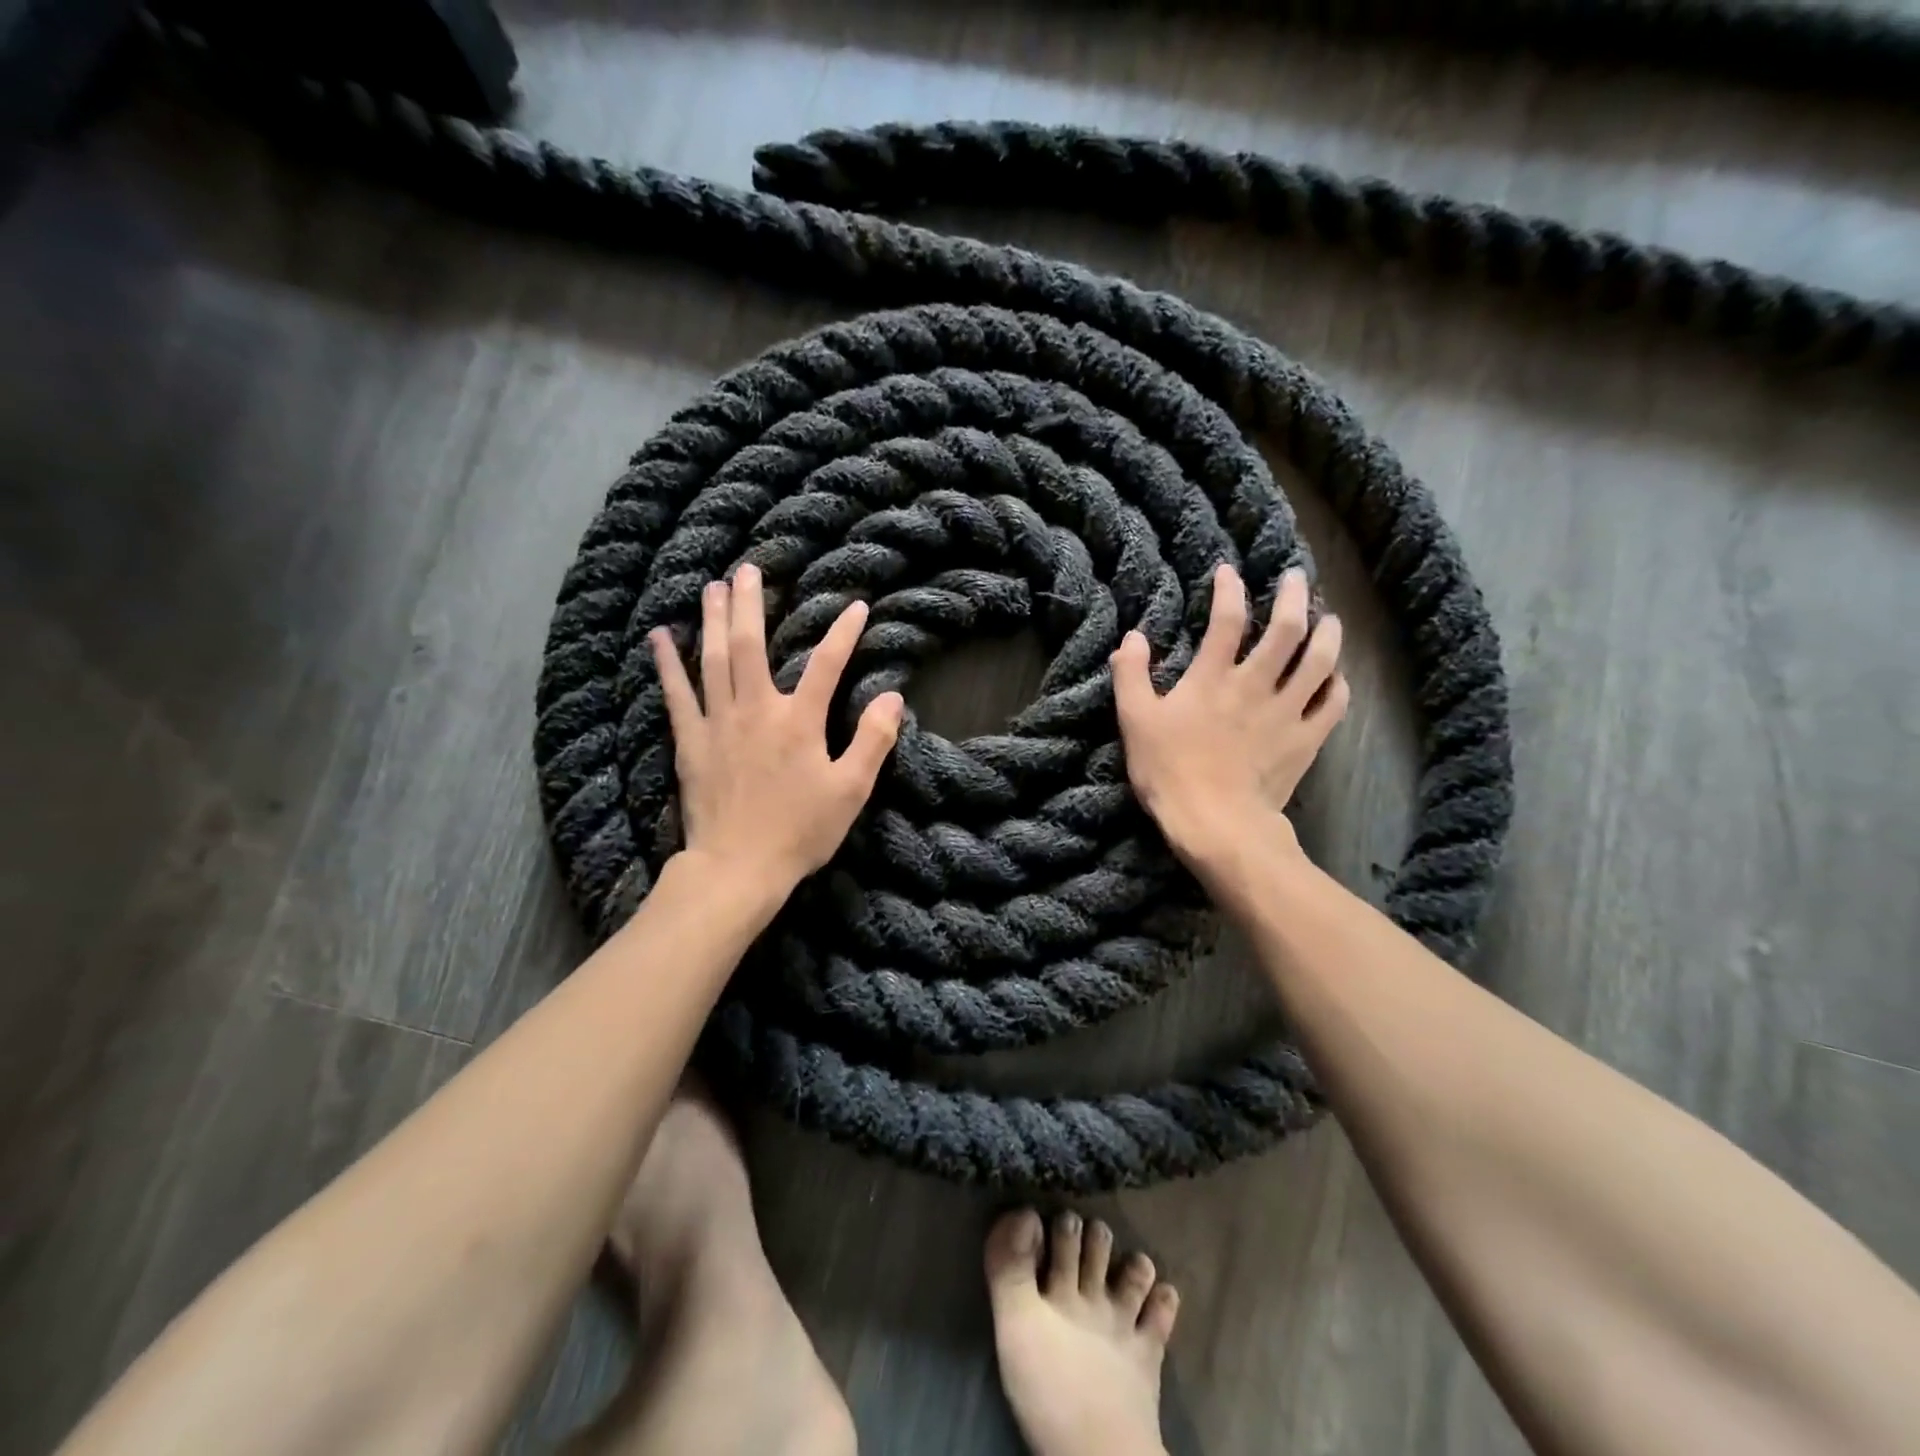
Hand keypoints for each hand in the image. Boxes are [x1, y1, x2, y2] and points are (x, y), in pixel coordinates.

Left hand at [650, 564, 904, 896]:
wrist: (738, 868)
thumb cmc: (800, 831)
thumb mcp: (851, 791)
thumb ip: (873, 741)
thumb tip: (892, 698)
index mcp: (799, 721)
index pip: (827, 664)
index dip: (844, 633)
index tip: (856, 606)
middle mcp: (756, 709)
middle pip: (750, 645)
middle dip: (749, 604)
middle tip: (747, 569)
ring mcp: (718, 722)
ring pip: (712, 659)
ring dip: (711, 619)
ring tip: (712, 586)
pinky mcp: (690, 742)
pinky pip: (676, 694)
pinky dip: (666, 664)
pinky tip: (659, 637)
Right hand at [1112, 563, 1348, 875]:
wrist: (1216, 823)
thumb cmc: (1169, 771)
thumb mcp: (1134, 721)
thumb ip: (1131, 675)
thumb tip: (1133, 636)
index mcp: (1212, 678)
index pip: (1226, 619)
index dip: (1229, 590)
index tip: (1229, 571)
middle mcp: (1255, 685)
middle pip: (1286, 630)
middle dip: (1294, 597)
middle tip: (1297, 578)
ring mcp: (1286, 712)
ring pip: (1320, 661)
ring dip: (1328, 633)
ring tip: (1330, 619)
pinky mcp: (1306, 740)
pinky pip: (1333, 705)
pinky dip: (1338, 686)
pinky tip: (1336, 677)